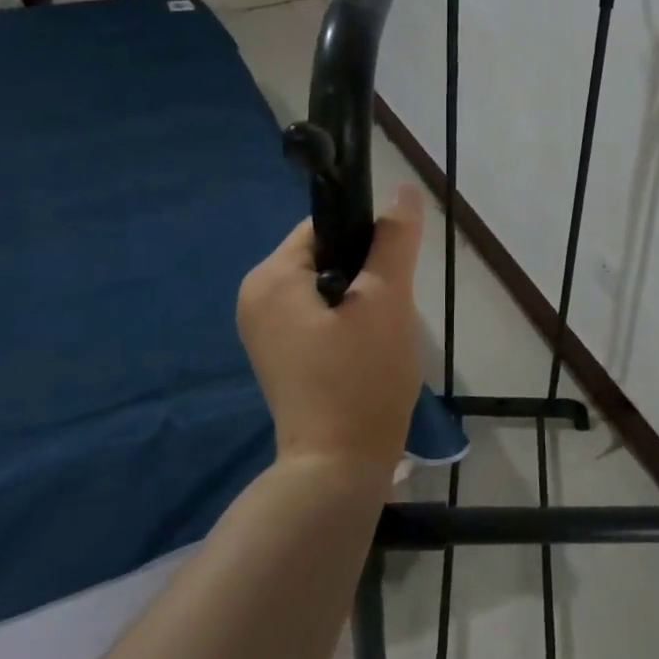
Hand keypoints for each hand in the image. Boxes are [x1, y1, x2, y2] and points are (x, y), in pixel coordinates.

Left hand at [237, 184, 426, 477]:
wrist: (338, 469)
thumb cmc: (361, 380)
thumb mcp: (386, 301)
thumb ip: (394, 240)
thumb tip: (404, 190)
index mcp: (270, 277)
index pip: (326, 226)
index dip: (368, 241)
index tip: (393, 275)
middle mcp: (255, 297)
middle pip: (326, 255)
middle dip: (366, 275)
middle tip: (389, 313)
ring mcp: (264, 329)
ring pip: (327, 286)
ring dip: (361, 301)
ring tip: (380, 336)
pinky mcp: (280, 354)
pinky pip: (319, 315)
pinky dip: (347, 323)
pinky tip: (366, 352)